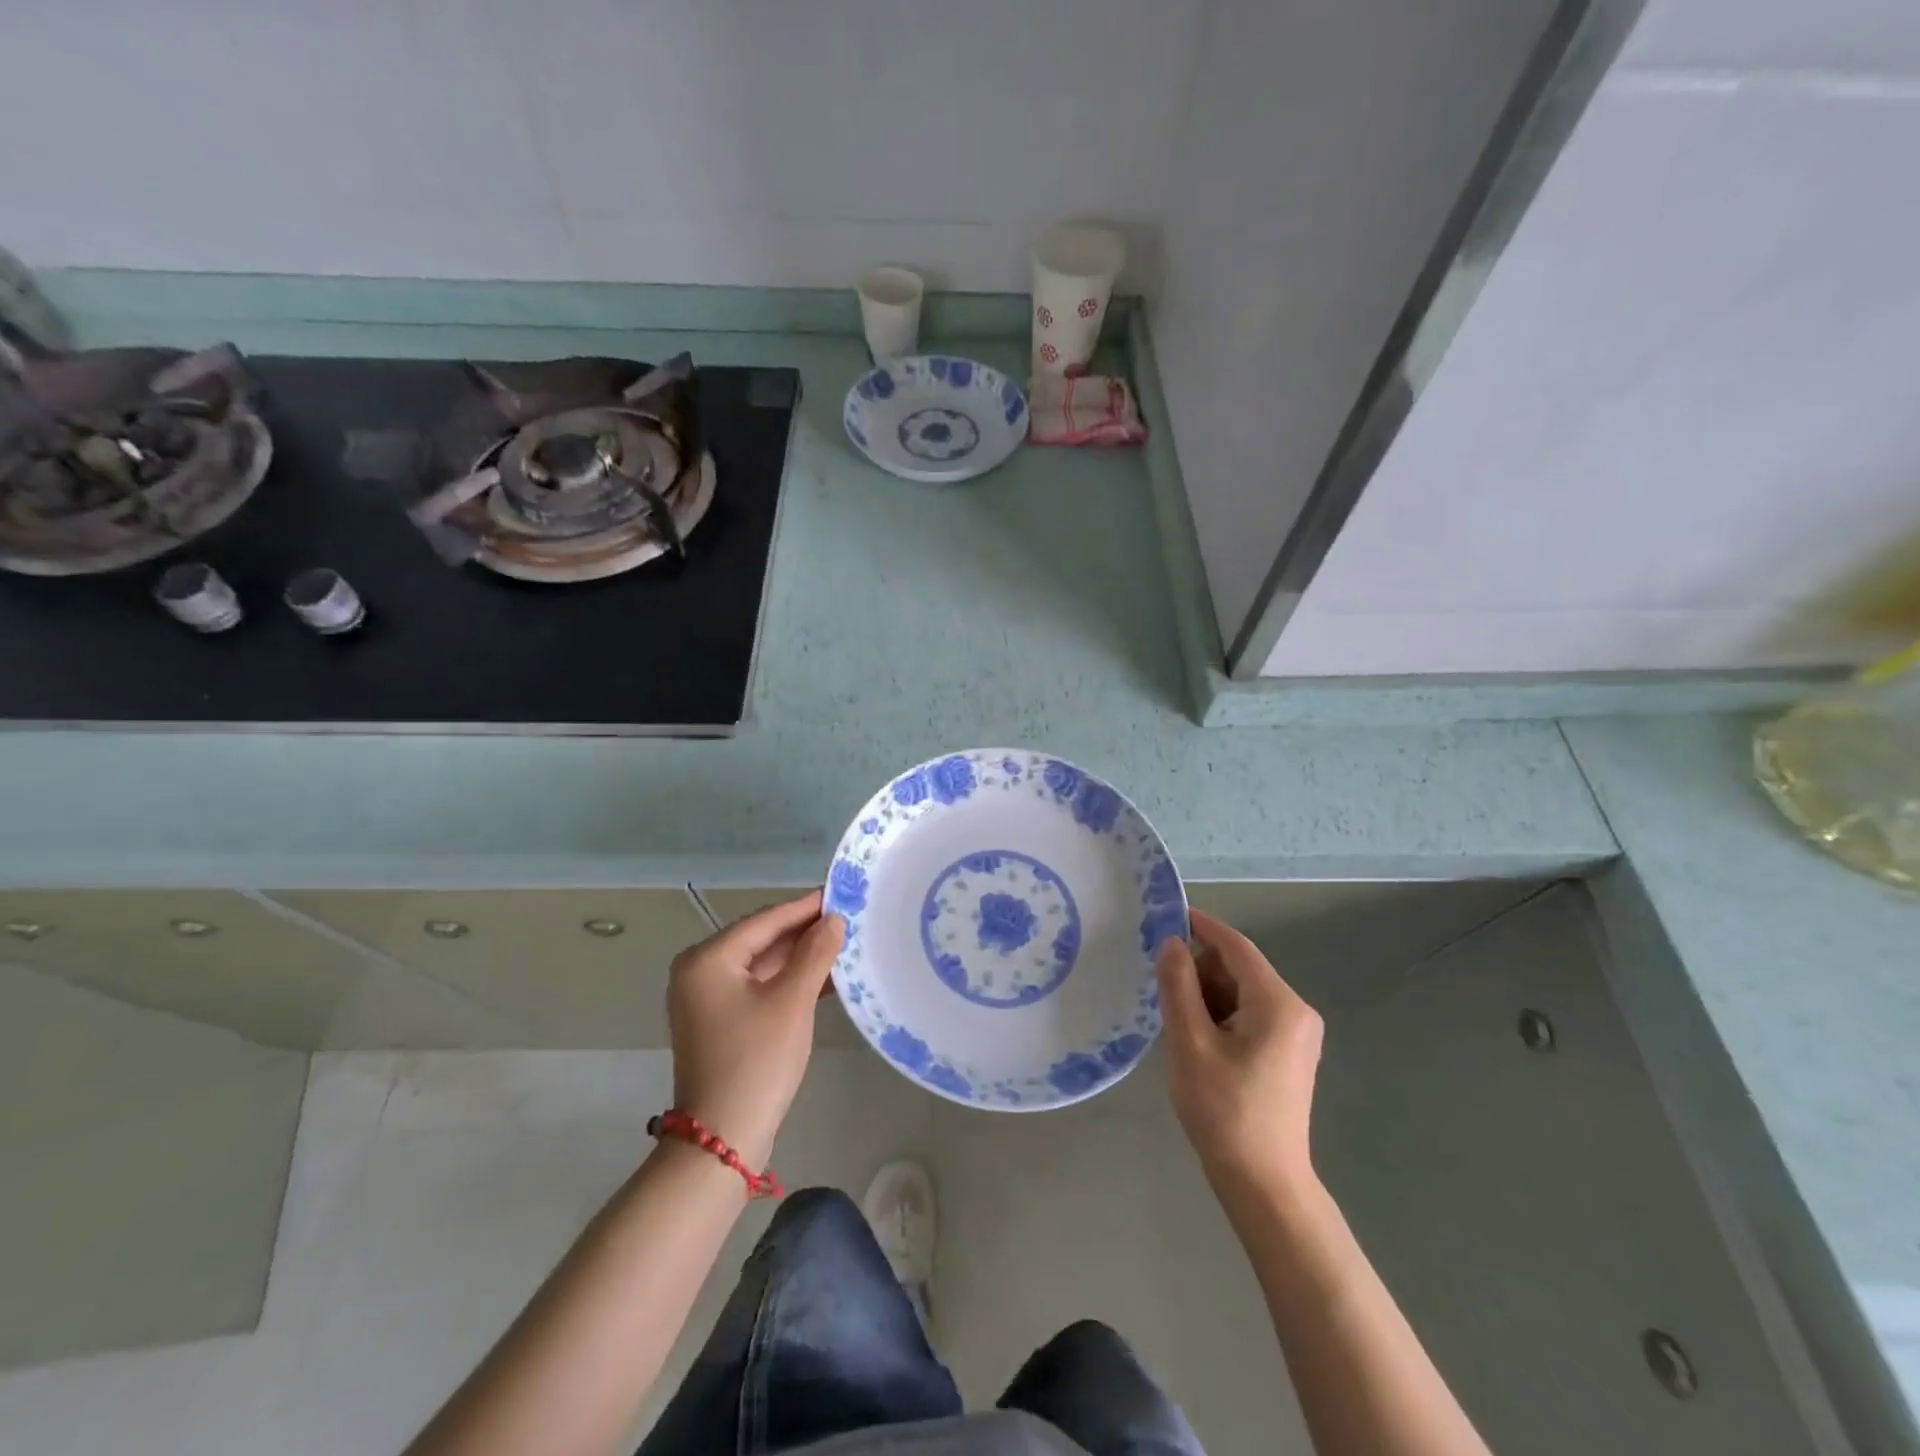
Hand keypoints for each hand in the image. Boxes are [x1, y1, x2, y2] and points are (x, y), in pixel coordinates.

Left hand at [666, 892, 844, 1169]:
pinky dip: (788, 982)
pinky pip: (758, 988)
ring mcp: (707, 999)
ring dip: (800, 958)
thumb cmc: (757, 1060)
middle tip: (848, 919)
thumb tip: (834, 919)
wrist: (722, 1139)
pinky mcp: (720, 1022)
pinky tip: (825, 978)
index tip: (841, 894)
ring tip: (844, 945)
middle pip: (761, 940)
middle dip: (805, 932)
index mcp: (708, 959)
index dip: (805, 907)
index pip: (765, 920)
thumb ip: (815, 953)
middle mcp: (700, 972)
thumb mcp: (792, 1001)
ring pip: (762, 965)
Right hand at [1156, 909, 1323, 1196]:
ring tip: (1179, 1026)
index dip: (1202, 927)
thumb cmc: (1224, 1111)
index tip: (1167, 915)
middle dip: (1200, 972)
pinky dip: (1221, 1016)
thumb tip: (1172, 943)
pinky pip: (1250, 1015)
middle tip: (1163, 993)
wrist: (1265, 1185)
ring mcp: (1296, 1034)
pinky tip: (1198, 1041)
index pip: (1237, 946)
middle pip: (1240, 969)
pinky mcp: (1289, 1054)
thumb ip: (1178, 986)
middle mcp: (1296, 1011)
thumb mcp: (1190, 1043)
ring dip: (1208, 997)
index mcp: (1278, 1004)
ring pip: (1242, 993)